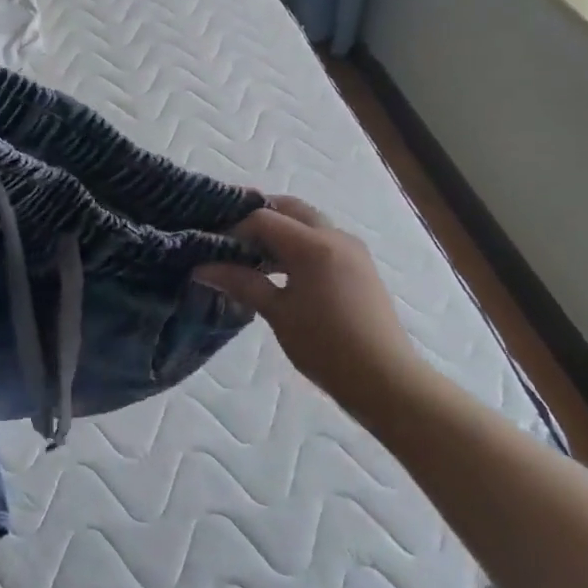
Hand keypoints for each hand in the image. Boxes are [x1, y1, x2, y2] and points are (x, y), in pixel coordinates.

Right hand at [196, 196, 422, 405]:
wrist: (385, 379)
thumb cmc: (325, 346)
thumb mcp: (277, 313)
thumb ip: (241, 282)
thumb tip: (202, 268)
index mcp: (313, 245)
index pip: (263, 219)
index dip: (234, 229)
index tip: (213, 248)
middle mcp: (335, 237)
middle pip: (290, 209)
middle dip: (258, 217)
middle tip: (230, 238)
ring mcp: (352, 250)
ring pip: (308, 223)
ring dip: (279, 231)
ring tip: (251, 257)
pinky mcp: (360, 266)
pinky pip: (322, 240)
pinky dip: (298, 245)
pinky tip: (281, 272)